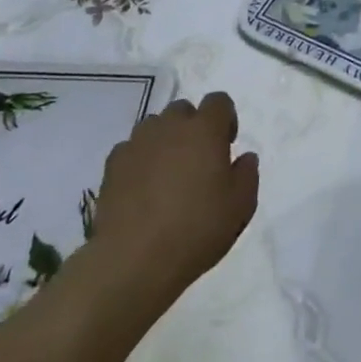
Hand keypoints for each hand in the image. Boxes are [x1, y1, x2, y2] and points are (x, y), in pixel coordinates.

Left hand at [76, 92, 258, 309]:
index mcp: (205, 130)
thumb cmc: (196, 229)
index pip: (219, 101)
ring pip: (155, 127)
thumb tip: (244, 157)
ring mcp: (137, 143)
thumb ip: (247, 174)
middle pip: (183, 110)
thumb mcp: (240, 206)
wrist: (134, 260)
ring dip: (165, 141)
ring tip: (167, 175)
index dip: (225, 119)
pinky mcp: (112, 165)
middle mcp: (170, 126)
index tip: (226, 146)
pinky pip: (131, 149)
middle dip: (192, 127)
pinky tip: (142, 190)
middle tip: (197, 162)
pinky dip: (139, 160)